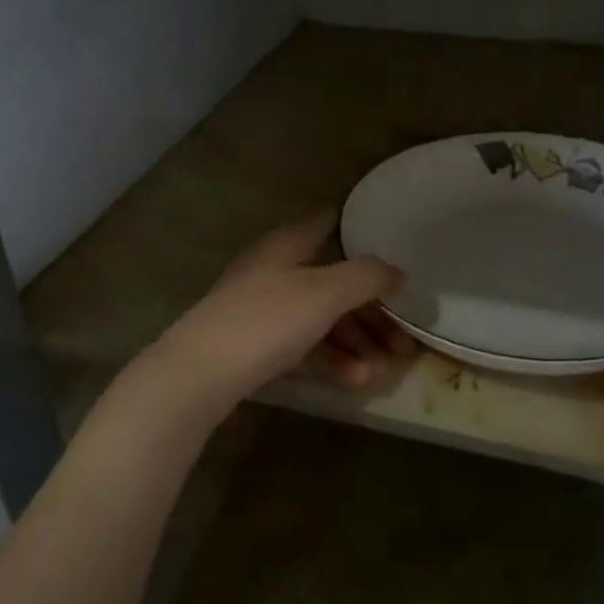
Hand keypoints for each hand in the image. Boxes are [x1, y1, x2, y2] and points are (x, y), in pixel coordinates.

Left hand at [136, 212, 411, 421]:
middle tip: (406, 343)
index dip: (355, 229)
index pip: (325, 223)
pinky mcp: (255, 344)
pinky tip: (354, 380)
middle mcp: (275, 270)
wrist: (198, 374)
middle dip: (372, 313)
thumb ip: (367, 276)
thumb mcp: (325, 293)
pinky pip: (304, 344)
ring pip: (322, 318)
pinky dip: (332, 358)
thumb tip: (398, 271)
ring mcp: (263, 308)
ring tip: (382, 371)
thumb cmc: (266, 320)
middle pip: (333, 282)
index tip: (389, 245)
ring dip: (356, 342)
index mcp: (287, 245)